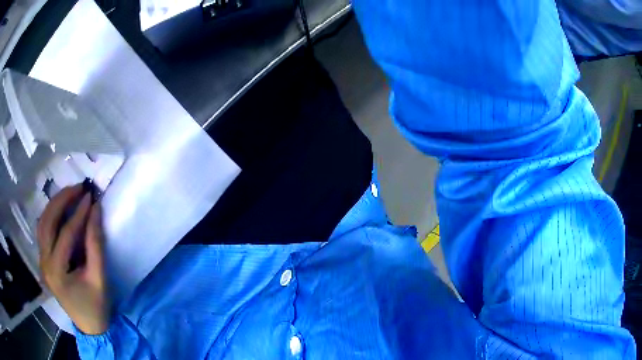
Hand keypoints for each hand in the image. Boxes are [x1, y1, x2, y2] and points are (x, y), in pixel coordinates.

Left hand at [37, 184, 110, 334]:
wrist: (89, 327)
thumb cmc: (96, 306)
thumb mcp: (99, 278)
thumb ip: (96, 244)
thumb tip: (95, 210)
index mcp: (57, 272)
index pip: (65, 234)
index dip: (79, 214)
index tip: (91, 196)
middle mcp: (44, 263)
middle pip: (47, 222)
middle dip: (62, 200)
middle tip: (78, 187)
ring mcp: (42, 261)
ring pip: (42, 223)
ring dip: (54, 205)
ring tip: (70, 194)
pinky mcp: (44, 260)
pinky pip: (43, 231)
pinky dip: (51, 216)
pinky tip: (61, 210)